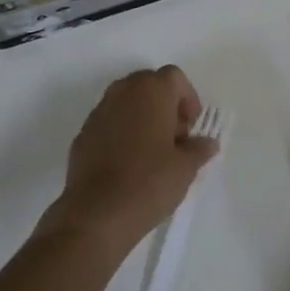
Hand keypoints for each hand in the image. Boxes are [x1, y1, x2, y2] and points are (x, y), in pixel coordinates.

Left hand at [47, 66, 218, 251]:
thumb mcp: (185, 168)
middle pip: (148, 84)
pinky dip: (121, 133)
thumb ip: (199, 149)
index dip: (188, 99)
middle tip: (175, 138)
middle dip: (165, 105)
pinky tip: (128, 165)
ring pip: (126, 102)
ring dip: (142, 118)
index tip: (190, 128)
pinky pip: (109, 123)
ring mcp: (98, 113)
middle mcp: (122, 93)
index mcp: (151, 92)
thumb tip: (206, 143)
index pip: (174, 77)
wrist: (97, 213)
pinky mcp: (82, 135)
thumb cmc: (149, 183)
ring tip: (153, 153)